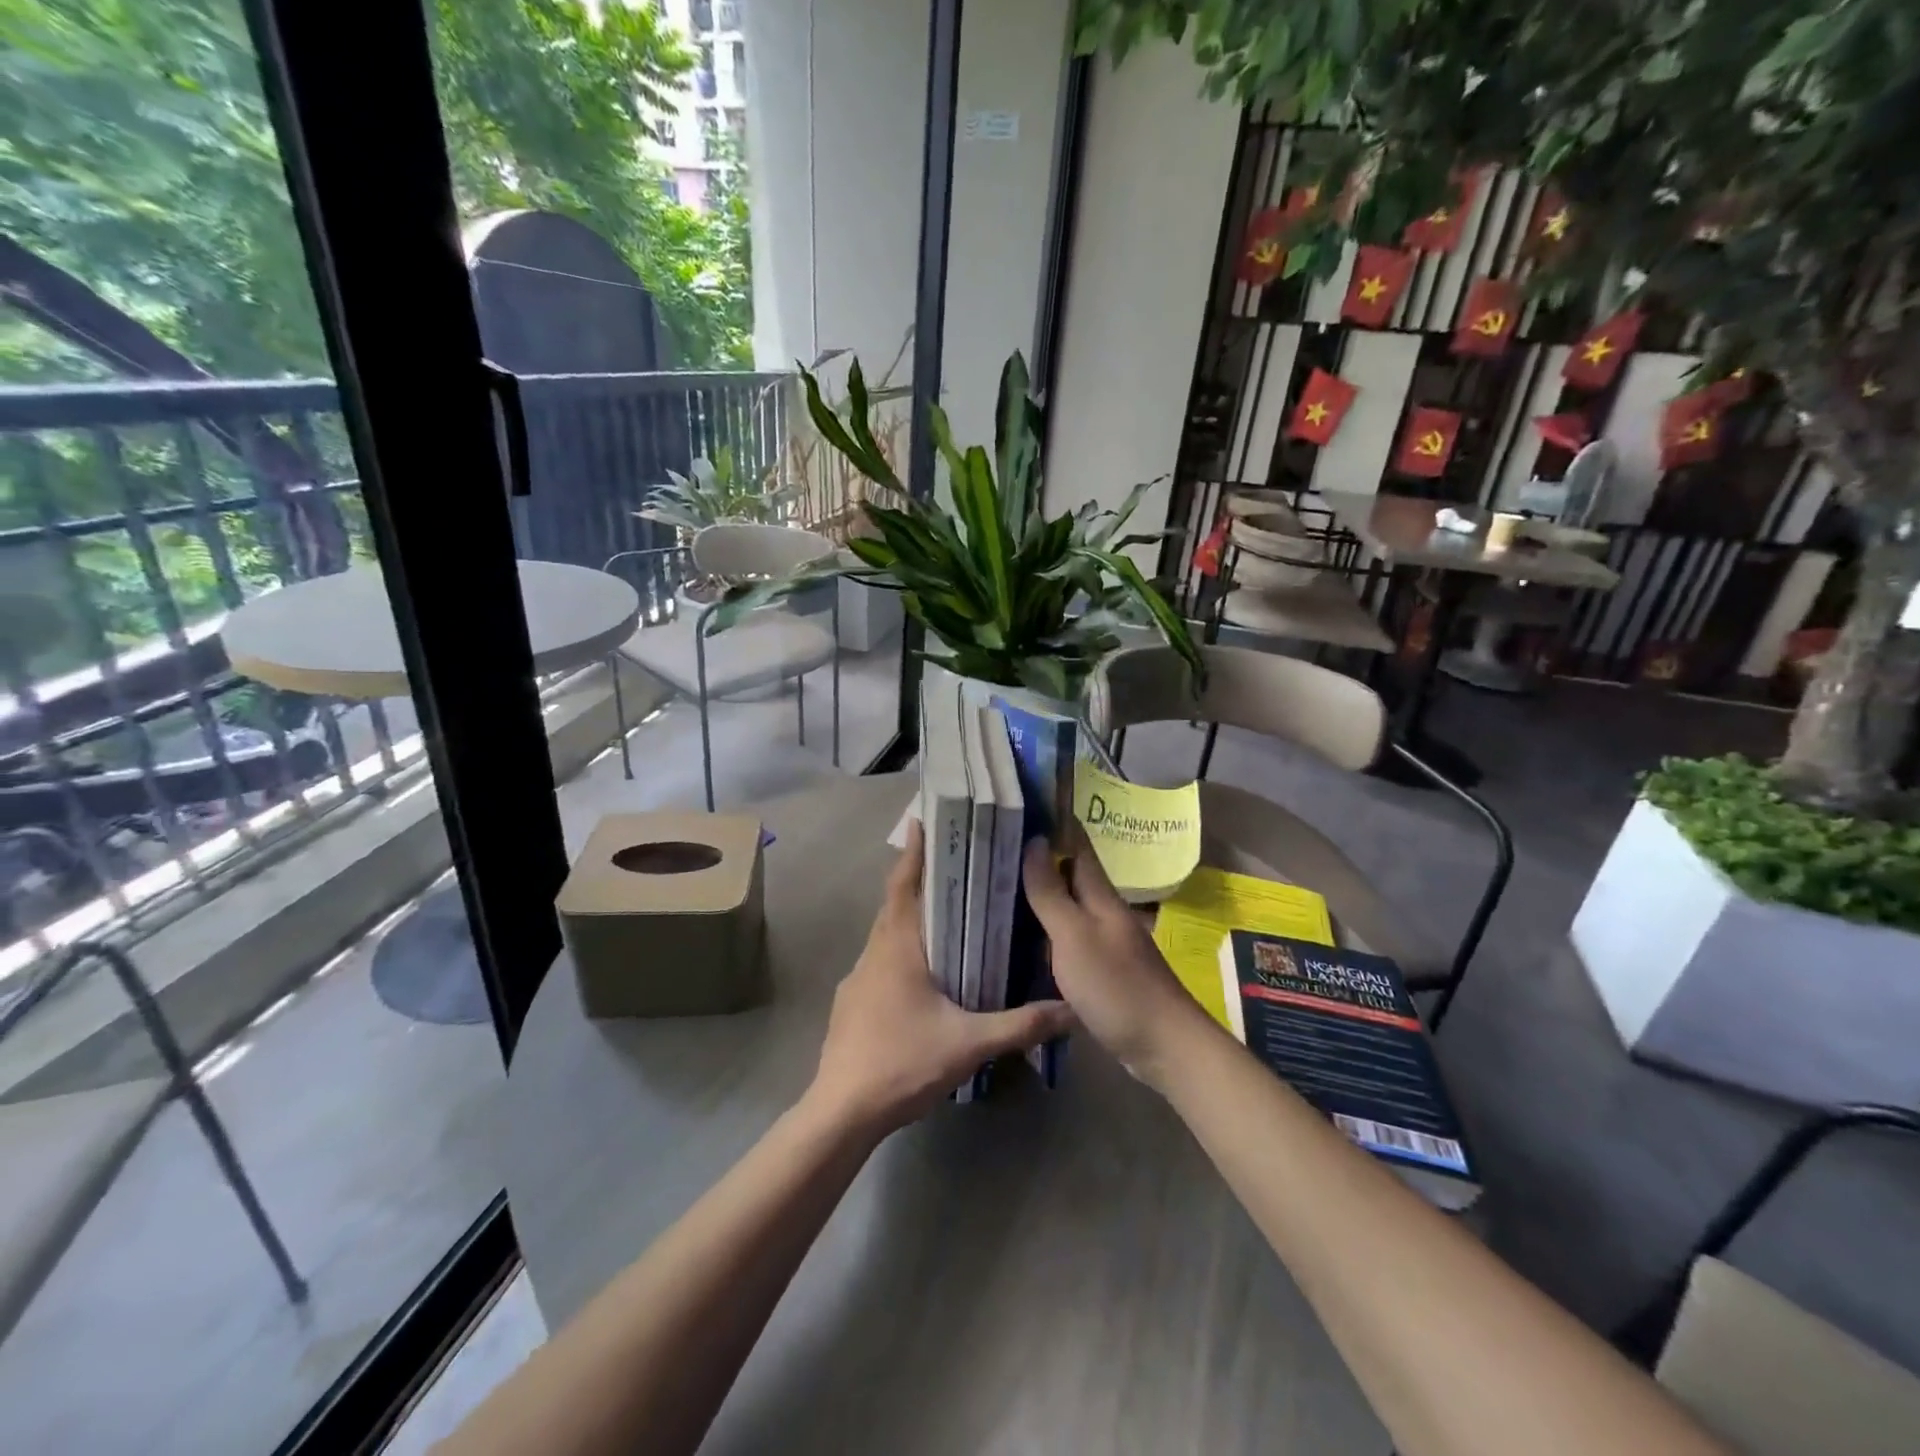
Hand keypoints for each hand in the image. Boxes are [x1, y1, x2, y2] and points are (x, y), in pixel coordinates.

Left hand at [809, 820, 1075, 1136]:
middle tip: (950, 864)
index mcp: (897, 947)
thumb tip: (1070, 1010)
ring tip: (943, 914)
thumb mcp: (968, 1043)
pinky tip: (922, 974)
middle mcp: (874, 953)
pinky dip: (900, 952)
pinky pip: (880, 963)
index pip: (904, 886)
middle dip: (917, 881)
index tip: (922, 823)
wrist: (842, 1111)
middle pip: (894, 905)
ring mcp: (857, 979)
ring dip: (909, 918)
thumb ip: (1020, 1025)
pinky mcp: (851, 1004)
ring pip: (886, 936)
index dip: (913, 853)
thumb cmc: (902, 1062)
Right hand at [1021, 828, 1215, 1085]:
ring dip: (1040, 892)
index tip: (1025, 802)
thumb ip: (1051, 892)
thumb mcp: (1075, 937)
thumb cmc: (1117, 986)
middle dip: (1039, 857)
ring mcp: (1104, 941)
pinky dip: (1045, 928)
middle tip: (996, 845)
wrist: (1163, 1045)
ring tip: (1000, 883)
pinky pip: (1067, 937)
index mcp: (1100, 896)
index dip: (1055, 822)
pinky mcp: (1101, 969)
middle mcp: (1103, 911)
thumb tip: (1033, 840)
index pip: (1077, 845)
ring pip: (1067, 906)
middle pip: (1070, 875)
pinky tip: (1022, 935)